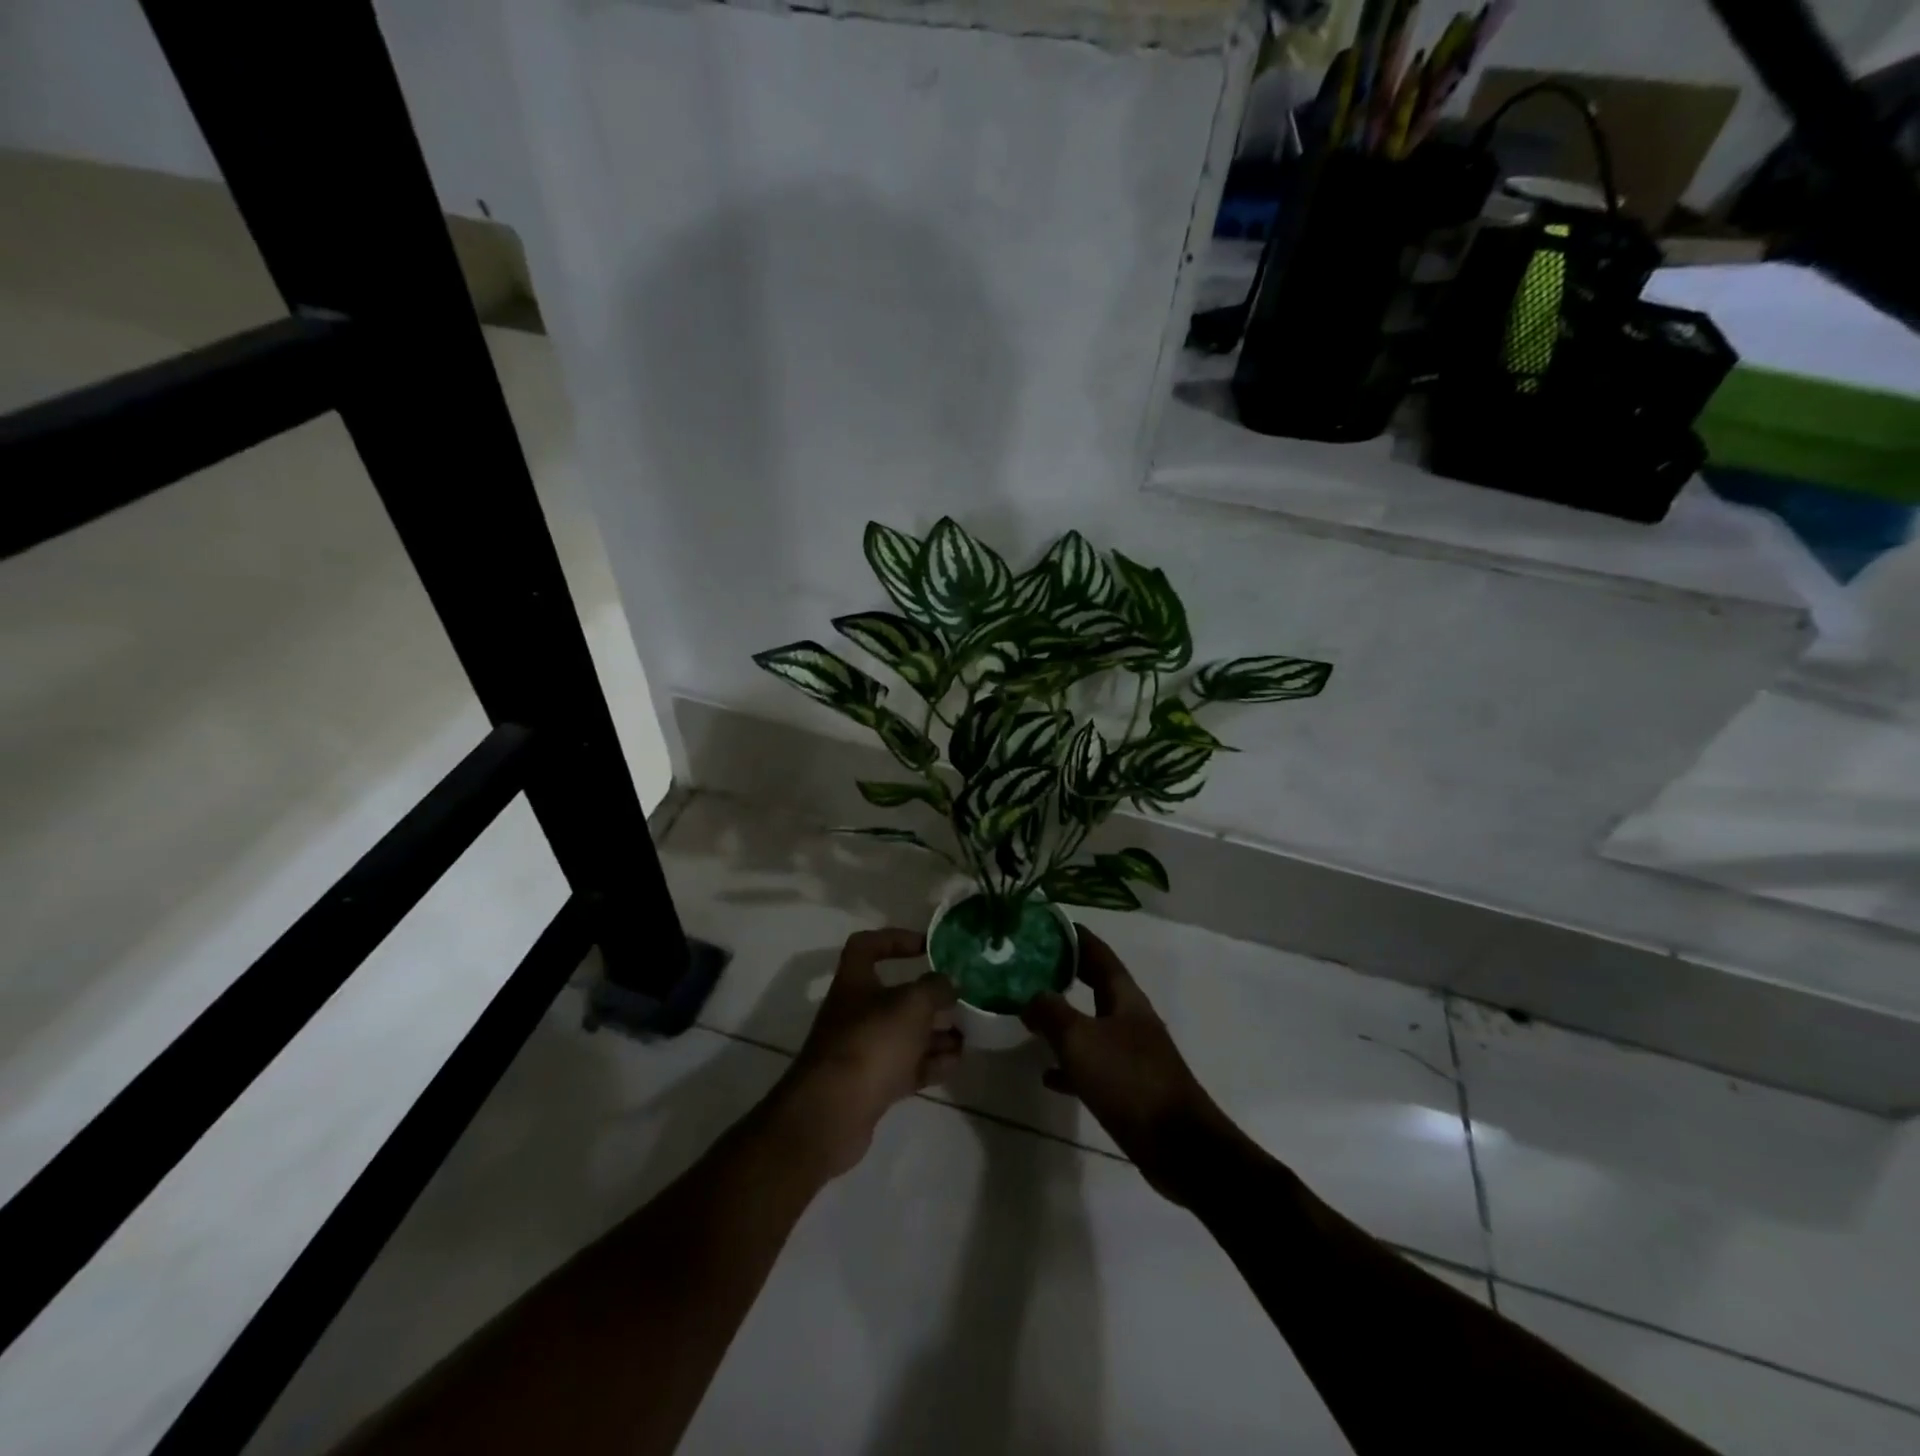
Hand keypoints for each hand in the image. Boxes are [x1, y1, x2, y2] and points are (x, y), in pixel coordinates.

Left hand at [780, 929, 959, 1177]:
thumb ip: (935, 988)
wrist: (832, 1114)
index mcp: (855, 982)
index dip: (895, 939)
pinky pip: (906, 1066)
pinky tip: (956, 1061)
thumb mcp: (911, 1005)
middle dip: (929, 997)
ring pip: (904, 1034)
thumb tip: (950, 982)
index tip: (927, 946)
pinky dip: (930, 1062)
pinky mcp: (871, 1085)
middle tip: (960, 998)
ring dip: (935, 1032)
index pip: (867, 946)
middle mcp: (855, 1012)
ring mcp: (862, 1050)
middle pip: (894, 995)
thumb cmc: (871, 1043)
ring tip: (968, 1032)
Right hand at [1021, 928, 1241, 1203]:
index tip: (1048, 925)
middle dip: (1066, 974)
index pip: (1099, 954)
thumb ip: (1051, 1013)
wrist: (1179, 1146)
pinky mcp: (1130, 1088)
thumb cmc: (1129, 1080)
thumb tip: (1030, 996)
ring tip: (1031, 1017)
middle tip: (1032, 966)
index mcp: (1125, 998)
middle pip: (1096, 986)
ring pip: (1093, 1026)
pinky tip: (1048, 1075)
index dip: (1075, 937)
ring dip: (1065, 1020)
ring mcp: (1133, 1054)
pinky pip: (1093, 1066)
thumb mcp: (1080, 1040)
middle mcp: (1131, 1019)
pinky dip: (1070, 1065)